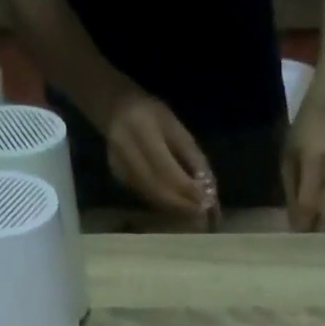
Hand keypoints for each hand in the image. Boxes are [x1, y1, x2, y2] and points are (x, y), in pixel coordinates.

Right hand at [105, 91, 211, 213]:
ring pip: (151, 197)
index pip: (166, 169)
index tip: (206, 202)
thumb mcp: (176, 128)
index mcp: (141, 131)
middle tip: (203, 215)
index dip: (186, 189)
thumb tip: (208, 189)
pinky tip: (179, 207)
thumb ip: (192, 157)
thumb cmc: (152, 115)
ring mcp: (119, 168)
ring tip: (194, 214)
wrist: (116, 111)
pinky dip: (165, 204)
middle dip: (182, 204)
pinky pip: (146, 196)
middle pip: (157, 188)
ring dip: (175, 208)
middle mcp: (125, 151)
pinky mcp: (119, 179)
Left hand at [281, 106, 324, 230]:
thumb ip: (292, 189)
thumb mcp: (289, 156)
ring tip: (318, 223)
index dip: (303, 221)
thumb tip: (295, 222)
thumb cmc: (303, 131)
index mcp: (314, 157)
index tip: (296, 233)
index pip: (309, 200)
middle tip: (310, 233)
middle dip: (321, 226)